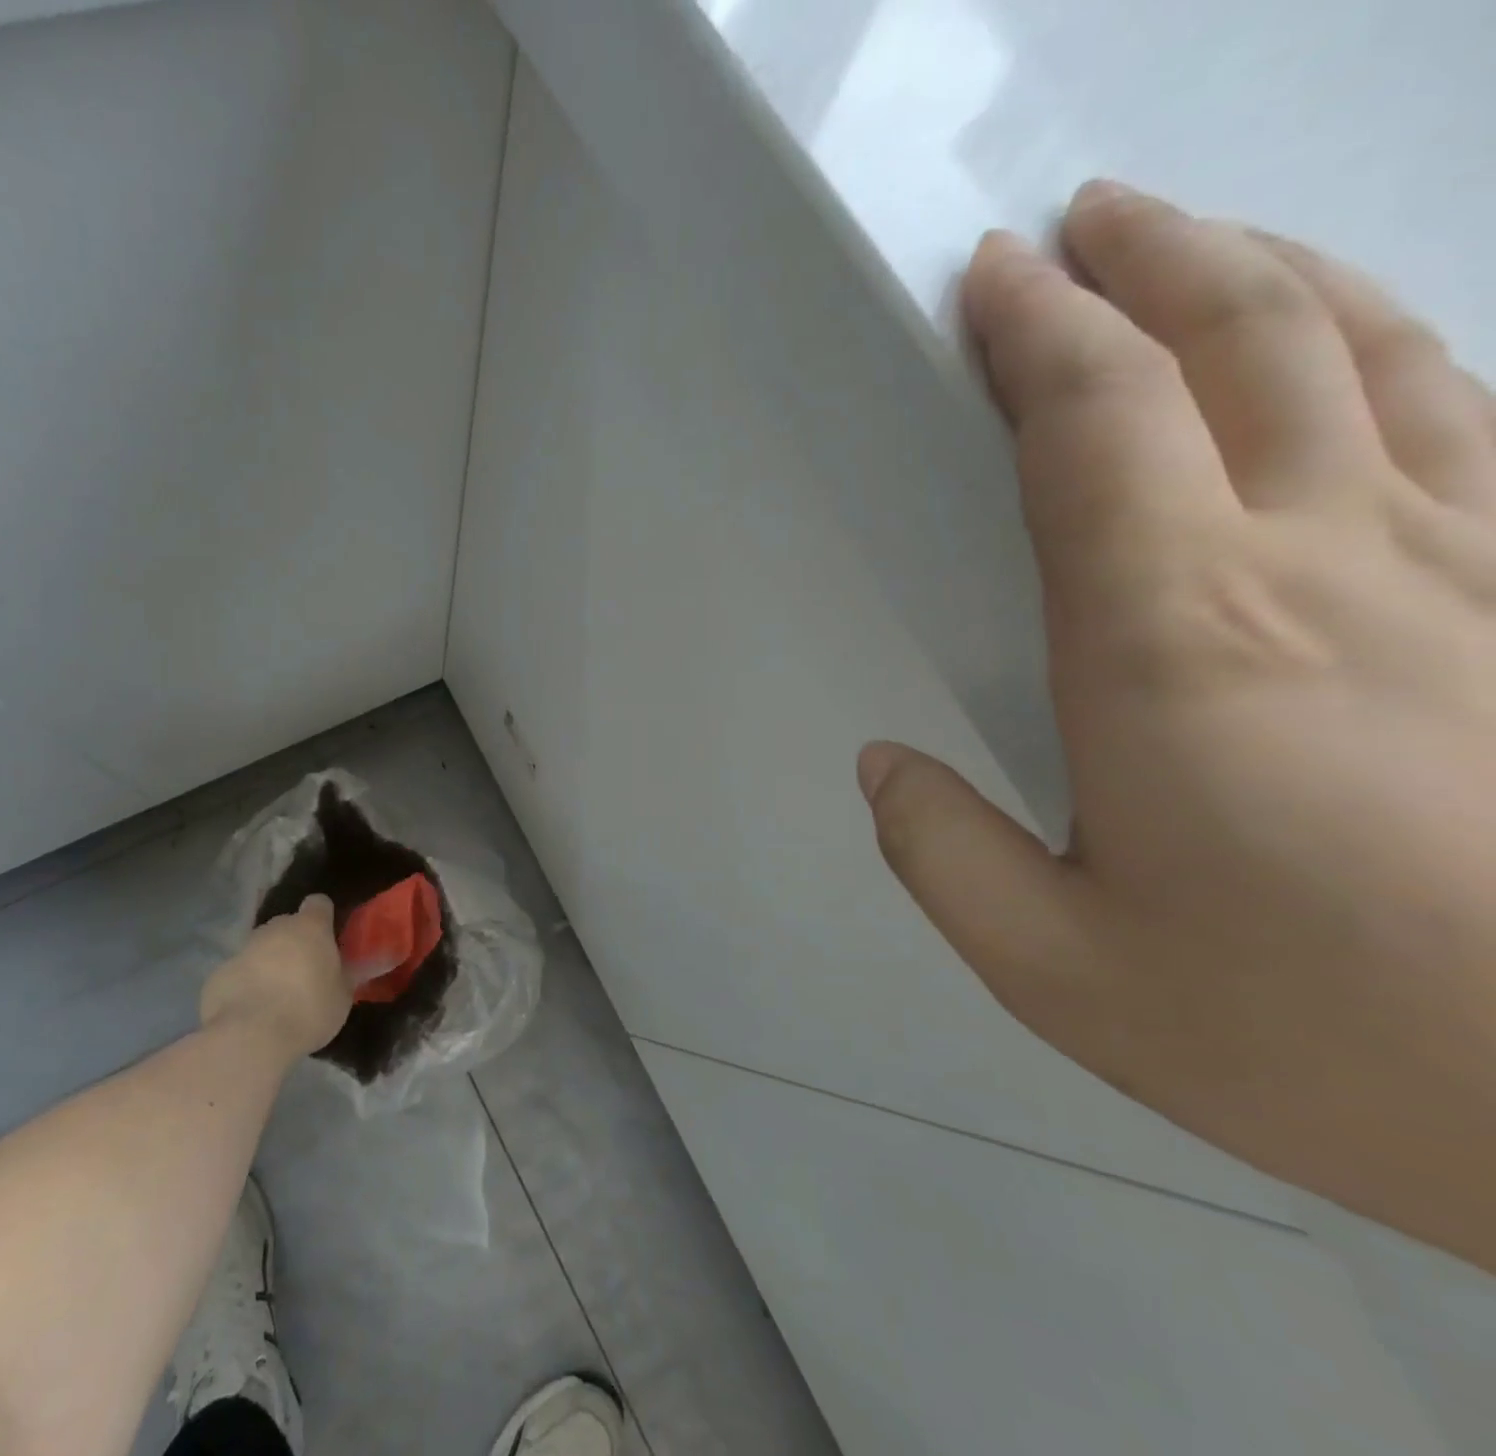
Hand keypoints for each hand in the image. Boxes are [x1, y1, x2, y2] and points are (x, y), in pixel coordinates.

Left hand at [199, 896, 350, 1060]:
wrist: (249, 1037)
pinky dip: (245, 986)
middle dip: (294, 943)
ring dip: (268, 964)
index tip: (327, 938)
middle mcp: (275, 928)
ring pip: (260, 949)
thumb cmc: (308, 1010)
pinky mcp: (217, 974)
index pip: (319, 903)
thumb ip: (343, 975)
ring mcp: (242, 949)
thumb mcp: (342, 996)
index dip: (324, 918)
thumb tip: (345, 968)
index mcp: (310, 927)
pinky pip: (238, 974)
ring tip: (275, 997)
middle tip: (303, 973)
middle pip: (287, 926)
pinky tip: (250, 1012)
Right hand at [860, 181, 1495, 1270]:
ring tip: (1195, 245)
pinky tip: (1350, 347)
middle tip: (1081, 223)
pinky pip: (1470, 418)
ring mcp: (1472, 568)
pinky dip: (1386, 348)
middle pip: (1239, 345)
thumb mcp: (1053, 966)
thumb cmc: (1306, 1038)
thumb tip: (885, 769)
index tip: (990, 279)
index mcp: (1173, 643)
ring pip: (1369, 352)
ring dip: (1265, 276)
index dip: (1035, 335)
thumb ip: (940, 855)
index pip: (1093, 427)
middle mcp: (1323, 564)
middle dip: (1149, 260)